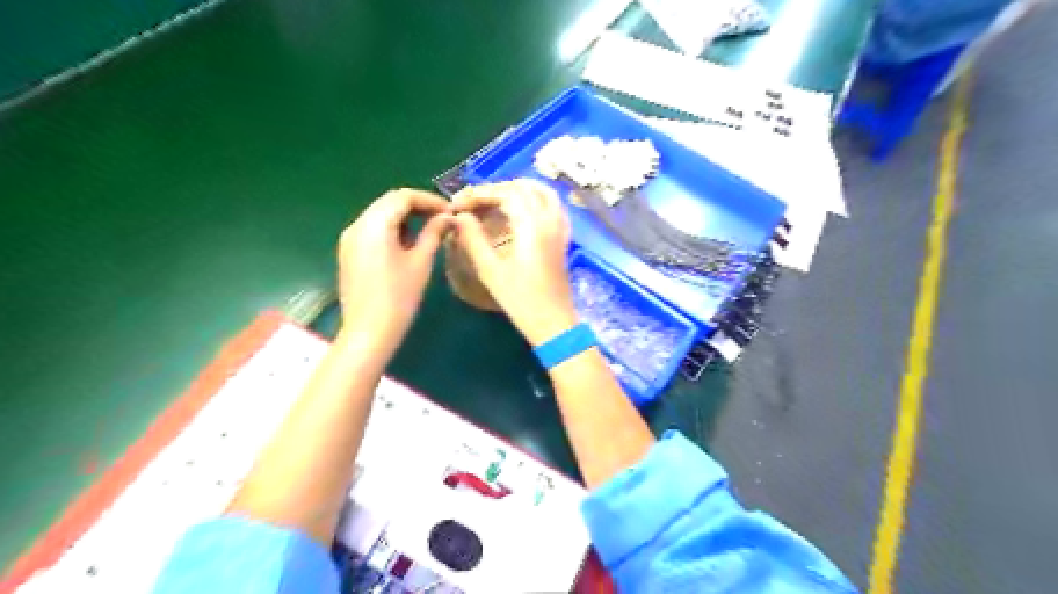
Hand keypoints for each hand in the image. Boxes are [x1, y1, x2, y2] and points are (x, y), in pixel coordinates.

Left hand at [340, 189, 452, 359]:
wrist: (368, 332)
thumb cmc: (399, 297)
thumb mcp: (420, 262)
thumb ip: (434, 233)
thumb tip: (448, 217)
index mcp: (374, 224)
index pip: (403, 197)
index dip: (429, 199)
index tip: (450, 211)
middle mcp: (357, 225)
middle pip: (389, 202)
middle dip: (417, 205)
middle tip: (442, 217)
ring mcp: (349, 239)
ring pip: (379, 214)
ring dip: (405, 216)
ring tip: (429, 228)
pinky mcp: (349, 252)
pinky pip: (372, 229)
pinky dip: (392, 228)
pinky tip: (408, 242)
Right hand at [450, 180, 573, 346]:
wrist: (553, 323)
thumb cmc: (520, 300)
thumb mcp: (490, 271)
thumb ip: (473, 239)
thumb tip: (460, 217)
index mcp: (532, 226)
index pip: (506, 194)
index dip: (480, 194)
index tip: (459, 204)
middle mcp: (549, 220)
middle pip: (524, 188)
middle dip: (496, 189)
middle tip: (474, 202)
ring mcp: (560, 229)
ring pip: (543, 193)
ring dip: (519, 189)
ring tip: (496, 199)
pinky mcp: (564, 239)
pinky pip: (554, 206)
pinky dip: (537, 199)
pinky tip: (524, 210)